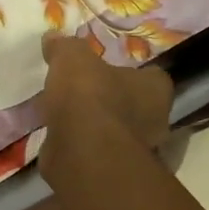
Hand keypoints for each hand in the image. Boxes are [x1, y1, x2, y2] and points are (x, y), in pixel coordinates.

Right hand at [40, 34, 172, 150]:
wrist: (80, 152)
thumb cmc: (88, 98)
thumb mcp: (72, 59)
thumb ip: (64, 47)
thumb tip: (53, 38)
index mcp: (155, 89)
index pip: (151, 76)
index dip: (130, 72)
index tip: (107, 70)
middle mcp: (155, 121)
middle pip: (135, 106)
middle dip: (113, 101)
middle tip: (85, 93)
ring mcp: (136, 151)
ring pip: (117, 132)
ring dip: (96, 126)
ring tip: (67, 116)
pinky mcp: (113, 171)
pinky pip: (98, 152)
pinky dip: (83, 146)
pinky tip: (60, 138)